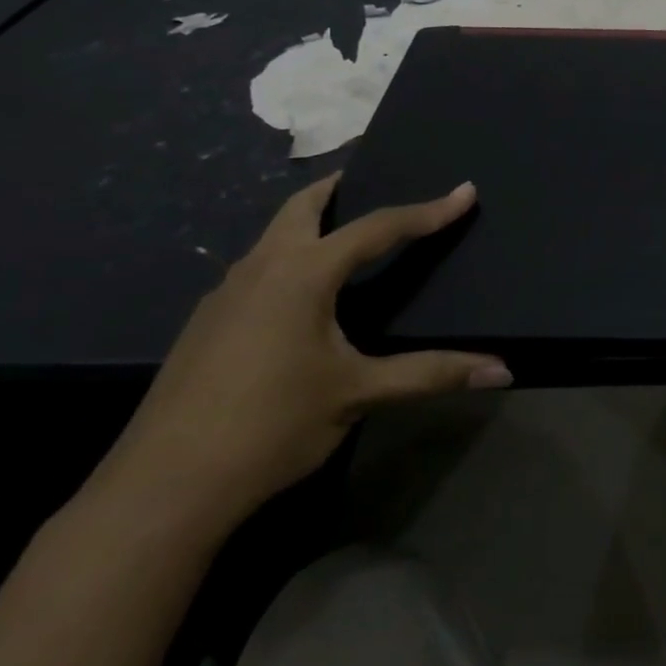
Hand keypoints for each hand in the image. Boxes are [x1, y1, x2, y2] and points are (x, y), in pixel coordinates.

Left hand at [92, 175, 509, 533]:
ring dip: (310, 223)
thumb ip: (431, 374)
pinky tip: (302, 296)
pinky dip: (289, 257)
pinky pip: (257, 268)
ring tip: (345, 232)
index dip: (427, 212)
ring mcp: (224, 295)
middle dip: (340, 187)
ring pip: (273, 237)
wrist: (163, 488)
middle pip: (302, 207)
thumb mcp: (358, 394)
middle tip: (373, 178)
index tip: (463, 192)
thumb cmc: (271, 425)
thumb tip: (502, 371)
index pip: (377, 228)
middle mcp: (259, 269)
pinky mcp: (206, 325)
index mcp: (302, 274)